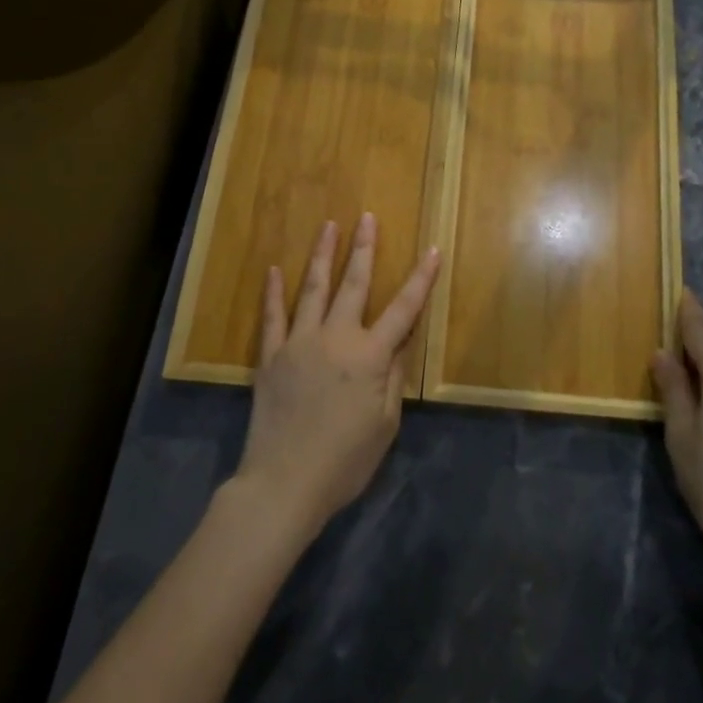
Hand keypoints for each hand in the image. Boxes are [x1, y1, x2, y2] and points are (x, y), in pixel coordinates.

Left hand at [233, 214, 440, 538]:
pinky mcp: (271, 357)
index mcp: (370, 355)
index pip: (404, 309)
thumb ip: (395, 375)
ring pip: (313, 289)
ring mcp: (299, 343)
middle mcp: (335, 338)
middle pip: (354, 284)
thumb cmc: (345, 461)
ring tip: (329, 226)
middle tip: (367, 218)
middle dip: (364, 248)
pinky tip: (273, 270)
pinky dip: (273, 292)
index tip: (432, 250)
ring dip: (323, 255)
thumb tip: (404, 337)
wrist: (283, 484)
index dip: (421, 279)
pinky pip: (272, 317)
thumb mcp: (385, 423)